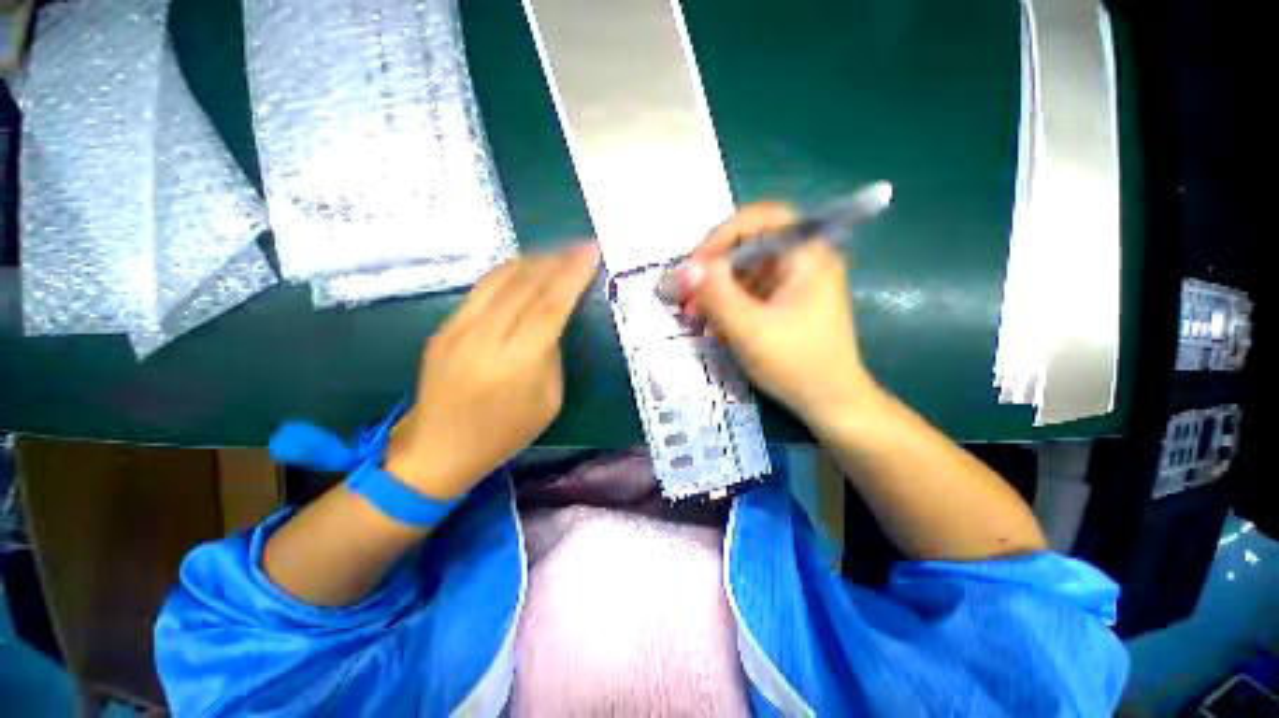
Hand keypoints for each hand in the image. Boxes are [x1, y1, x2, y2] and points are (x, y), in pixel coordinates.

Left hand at [386, 243, 600, 498]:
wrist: (437, 449)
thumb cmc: (504, 433)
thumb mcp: (549, 400)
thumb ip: (552, 355)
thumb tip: (551, 322)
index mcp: (518, 361)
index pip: (551, 304)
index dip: (574, 274)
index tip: (592, 251)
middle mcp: (486, 337)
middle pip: (526, 284)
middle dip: (558, 259)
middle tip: (580, 246)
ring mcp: (458, 329)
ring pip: (499, 278)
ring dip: (533, 260)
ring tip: (557, 252)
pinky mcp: (443, 327)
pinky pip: (481, 288)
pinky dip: (508, 272)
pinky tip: (525, 269)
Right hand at [683, 203, 876, 426]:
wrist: (830, 402)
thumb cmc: (797, 364)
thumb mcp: (750, 331)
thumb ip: (718, 296)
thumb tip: (687, 267)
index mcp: (807, 255)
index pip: (763, 218)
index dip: (724, 234)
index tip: (696, 262)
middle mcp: (802, 260)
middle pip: (749, 246)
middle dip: (713, 270)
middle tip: (685, 294)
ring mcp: (792, 281)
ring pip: (744, 271)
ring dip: (715, 290)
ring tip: (692, 315)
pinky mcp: (783, 301)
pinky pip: (748, 291)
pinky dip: (726, 304)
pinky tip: (712, 325)